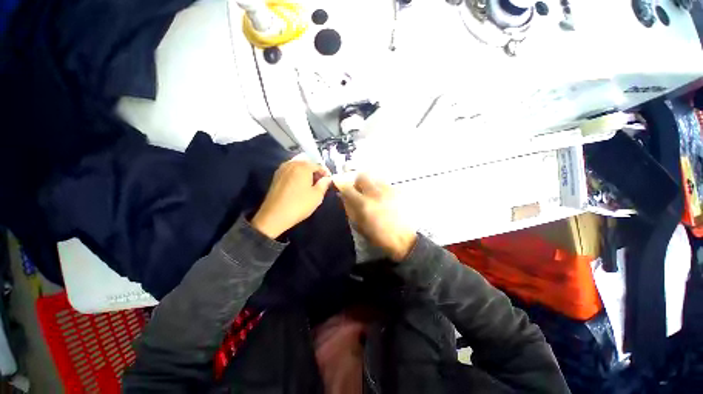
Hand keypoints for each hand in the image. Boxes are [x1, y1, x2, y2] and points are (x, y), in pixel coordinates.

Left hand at [252, 160, 331, 238]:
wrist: (275, 216)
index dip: (326, 173)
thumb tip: (327, 178)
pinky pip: (290, 171)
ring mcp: (282, 169)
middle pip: (307, 164)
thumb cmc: (299, 204)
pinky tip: (300, 185)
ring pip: (298, 167)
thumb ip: (324, 184)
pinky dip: (297, 175)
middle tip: (320, 183)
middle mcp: (291, 164)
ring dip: (306, 173)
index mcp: (303, 166)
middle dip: (315, 172)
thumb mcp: (317, 195)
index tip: (329, 181)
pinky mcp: (276, 176)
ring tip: (310, 185)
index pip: (318, 165)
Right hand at [335, 174, 416, 260]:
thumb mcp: (360, 226)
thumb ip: (350, 209)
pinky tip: (385, 198)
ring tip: (373, 194)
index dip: (341, 185)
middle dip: (358, 181)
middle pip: (362, 176)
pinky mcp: (399, 191)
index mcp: (364, 204)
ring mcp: (389, 190)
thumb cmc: (379, 236)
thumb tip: (343, 196)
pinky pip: (386, 183)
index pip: (347, 187)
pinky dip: (382, 188)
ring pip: (375, 177)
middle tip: (360, 190)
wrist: (404, 239)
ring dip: (371, 184)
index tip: (340, 186)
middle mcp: (376, 193)